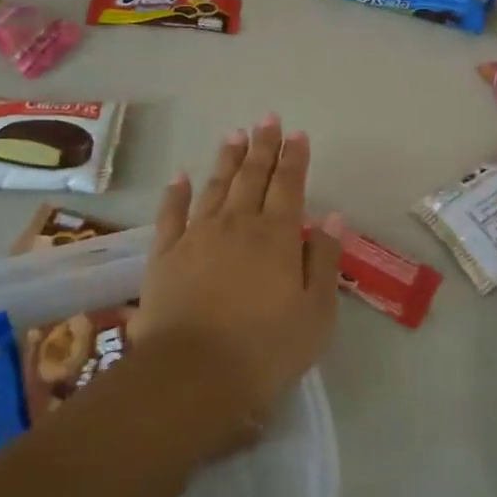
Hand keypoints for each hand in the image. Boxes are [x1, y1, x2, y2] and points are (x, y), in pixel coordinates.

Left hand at [141, 117, 344, 451]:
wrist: (193, 376)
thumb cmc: (266, 349)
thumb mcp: (316, 313)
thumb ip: (325, 261)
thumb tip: (331, 219)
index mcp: (277, 236)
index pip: (289, 185)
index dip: (295, 158)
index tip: (298, 134)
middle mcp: (237, 225)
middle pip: (252, 177)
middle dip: (263, 146)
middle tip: (267, 119)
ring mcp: (197, 237)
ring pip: (215, 187)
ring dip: (226, 160)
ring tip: (234, 135)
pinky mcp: (165, 257)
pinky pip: (171, 215)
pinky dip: (176, 193)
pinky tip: (181, 176)